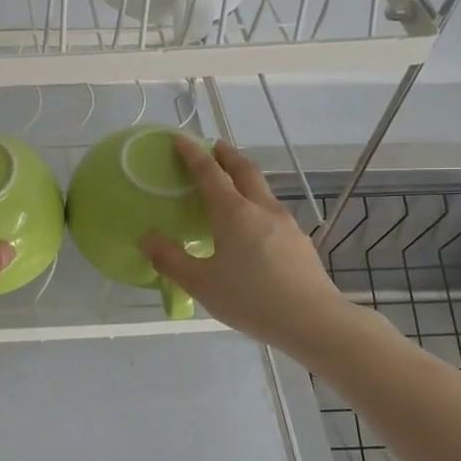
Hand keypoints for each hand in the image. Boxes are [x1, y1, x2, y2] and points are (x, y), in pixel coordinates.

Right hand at [141, 136, 381, 360]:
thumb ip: (171, 260)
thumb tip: (147, 239)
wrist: (314, 321)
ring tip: (232, 185)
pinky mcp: (300, 242)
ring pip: (263, 189)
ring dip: (245, 178)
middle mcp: (262, 209)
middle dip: (227, 155)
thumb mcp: (202, 284)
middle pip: (244, 170)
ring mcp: (286, 224)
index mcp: (234, 213)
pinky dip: (257, 204)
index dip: (193, 154)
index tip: (181, 139)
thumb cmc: (252, 299)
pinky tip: (254, 227)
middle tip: (214, 147)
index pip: (210, 173)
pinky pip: (273, 211)